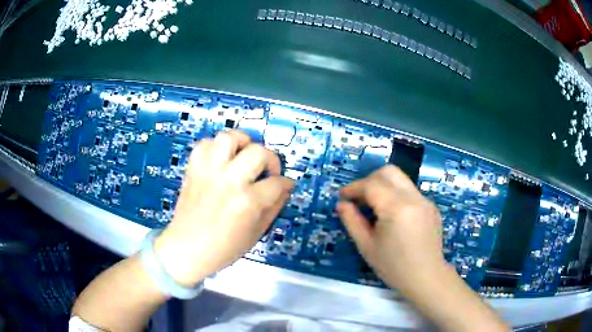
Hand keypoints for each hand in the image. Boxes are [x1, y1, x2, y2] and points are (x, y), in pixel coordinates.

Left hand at [154, 130, 293, 286]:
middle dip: (270, 160)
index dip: (285, 184)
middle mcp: (229, 181)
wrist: (186, 249)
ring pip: (229, 138)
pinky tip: (221, 161)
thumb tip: (285, 188)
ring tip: (243, 157)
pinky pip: (205, 144)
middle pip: (258, 152)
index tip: (284, 185)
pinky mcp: (193, 169)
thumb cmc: (223, 248)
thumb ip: (274, 207)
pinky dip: (215, 148)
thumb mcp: (256, 233)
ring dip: (242, 143)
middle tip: (266, 172)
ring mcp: (209, 172)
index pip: (277, 182)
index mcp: (247, 202)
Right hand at [336, 165, 446, 293]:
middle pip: (389, 172)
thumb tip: (342, 204)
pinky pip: (410, 192)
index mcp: (396, 208)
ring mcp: (425, 201)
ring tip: (374, 207)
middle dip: (370, 180)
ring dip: (383, 186)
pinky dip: (396, 195)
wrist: (426, 278)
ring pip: (400, 180)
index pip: (371, 185)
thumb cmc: (393, 267)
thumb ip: (352, 221)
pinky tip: (393, 216)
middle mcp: (413, 198)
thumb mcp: (367, 246)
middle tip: (359, 198)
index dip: (353, 188)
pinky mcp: (431, 206)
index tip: (343, 197)